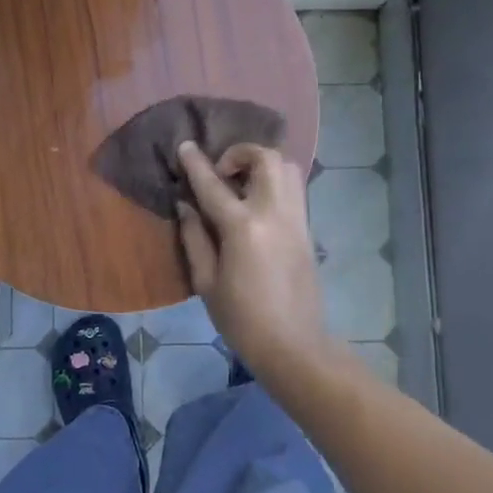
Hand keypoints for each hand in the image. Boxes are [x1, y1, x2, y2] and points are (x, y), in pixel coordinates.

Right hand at [175, 141, 334, 379]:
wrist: (294, 345)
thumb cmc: (241, 319)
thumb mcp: (206, 282)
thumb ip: (194, 237)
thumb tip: (186, 205)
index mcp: (243, 228)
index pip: (214, 184)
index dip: (196, 163)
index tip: (185, 146)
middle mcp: (274, 213)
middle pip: (265, 158)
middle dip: (240, 153)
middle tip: (221, 173)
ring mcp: (296, 219)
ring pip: (287, 168)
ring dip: (261, 165)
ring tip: (240, 186)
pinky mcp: (307, 230)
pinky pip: (293, 189)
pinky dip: (274, 183)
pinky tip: (256, 204)